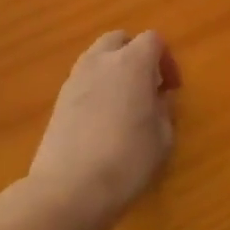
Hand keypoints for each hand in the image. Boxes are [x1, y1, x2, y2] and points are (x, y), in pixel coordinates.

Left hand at [29, 31, 179, 229]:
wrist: (68, 190)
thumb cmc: (126, 161)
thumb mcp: (162, 138)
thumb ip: (164, 110)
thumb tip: (159, 99)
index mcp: (132, 63)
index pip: (152, 40)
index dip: (166, 60)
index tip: (171, 88)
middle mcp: (101, 62)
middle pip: (119, 39)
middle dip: (135, 55)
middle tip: (147, 86)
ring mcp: (75, 79)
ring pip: (97, 57)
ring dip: (113, 69)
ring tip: (123, 102)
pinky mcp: (58, 101)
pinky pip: (83, 79)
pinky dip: (96, 87)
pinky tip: (102, 119)